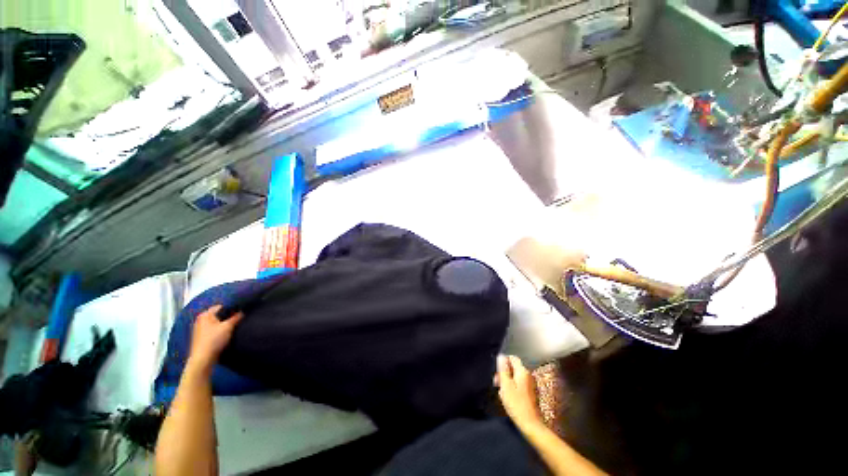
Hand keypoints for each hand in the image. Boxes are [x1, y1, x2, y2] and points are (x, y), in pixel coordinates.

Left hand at [188, 305, 242, 373]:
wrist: (203, 358)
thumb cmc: (214, 339)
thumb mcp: (228, 326)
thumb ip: (236, 317)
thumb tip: (243, 311)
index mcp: (206, 314)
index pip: (222, 306)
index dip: (232, 307)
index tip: (242, 310)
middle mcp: (201, 319)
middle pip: (218, 314)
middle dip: (228, 316)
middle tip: (240, 317)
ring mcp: (200, 328)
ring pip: (216, 322)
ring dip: (225, 323)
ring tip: (235, 325)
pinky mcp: (202, 337)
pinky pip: (214, 329)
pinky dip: (220, 329)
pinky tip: (227, 333)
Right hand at [496, 355, 542, 430]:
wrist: (530, 424)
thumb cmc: (516, 404)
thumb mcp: (506, 385)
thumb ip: (503, 369)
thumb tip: (501, 356)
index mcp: (522, 371)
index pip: (512, 358)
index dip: (503, 362)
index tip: (497, 372)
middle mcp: (528, 375)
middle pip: (513, 367)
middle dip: (504, 373)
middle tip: (497, 383)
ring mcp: (530, 384)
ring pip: (515, 377)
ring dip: (507, 381)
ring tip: (502, 393)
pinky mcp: (531, 392)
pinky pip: (519, 384)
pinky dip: (513, 387)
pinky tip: (509, 397)